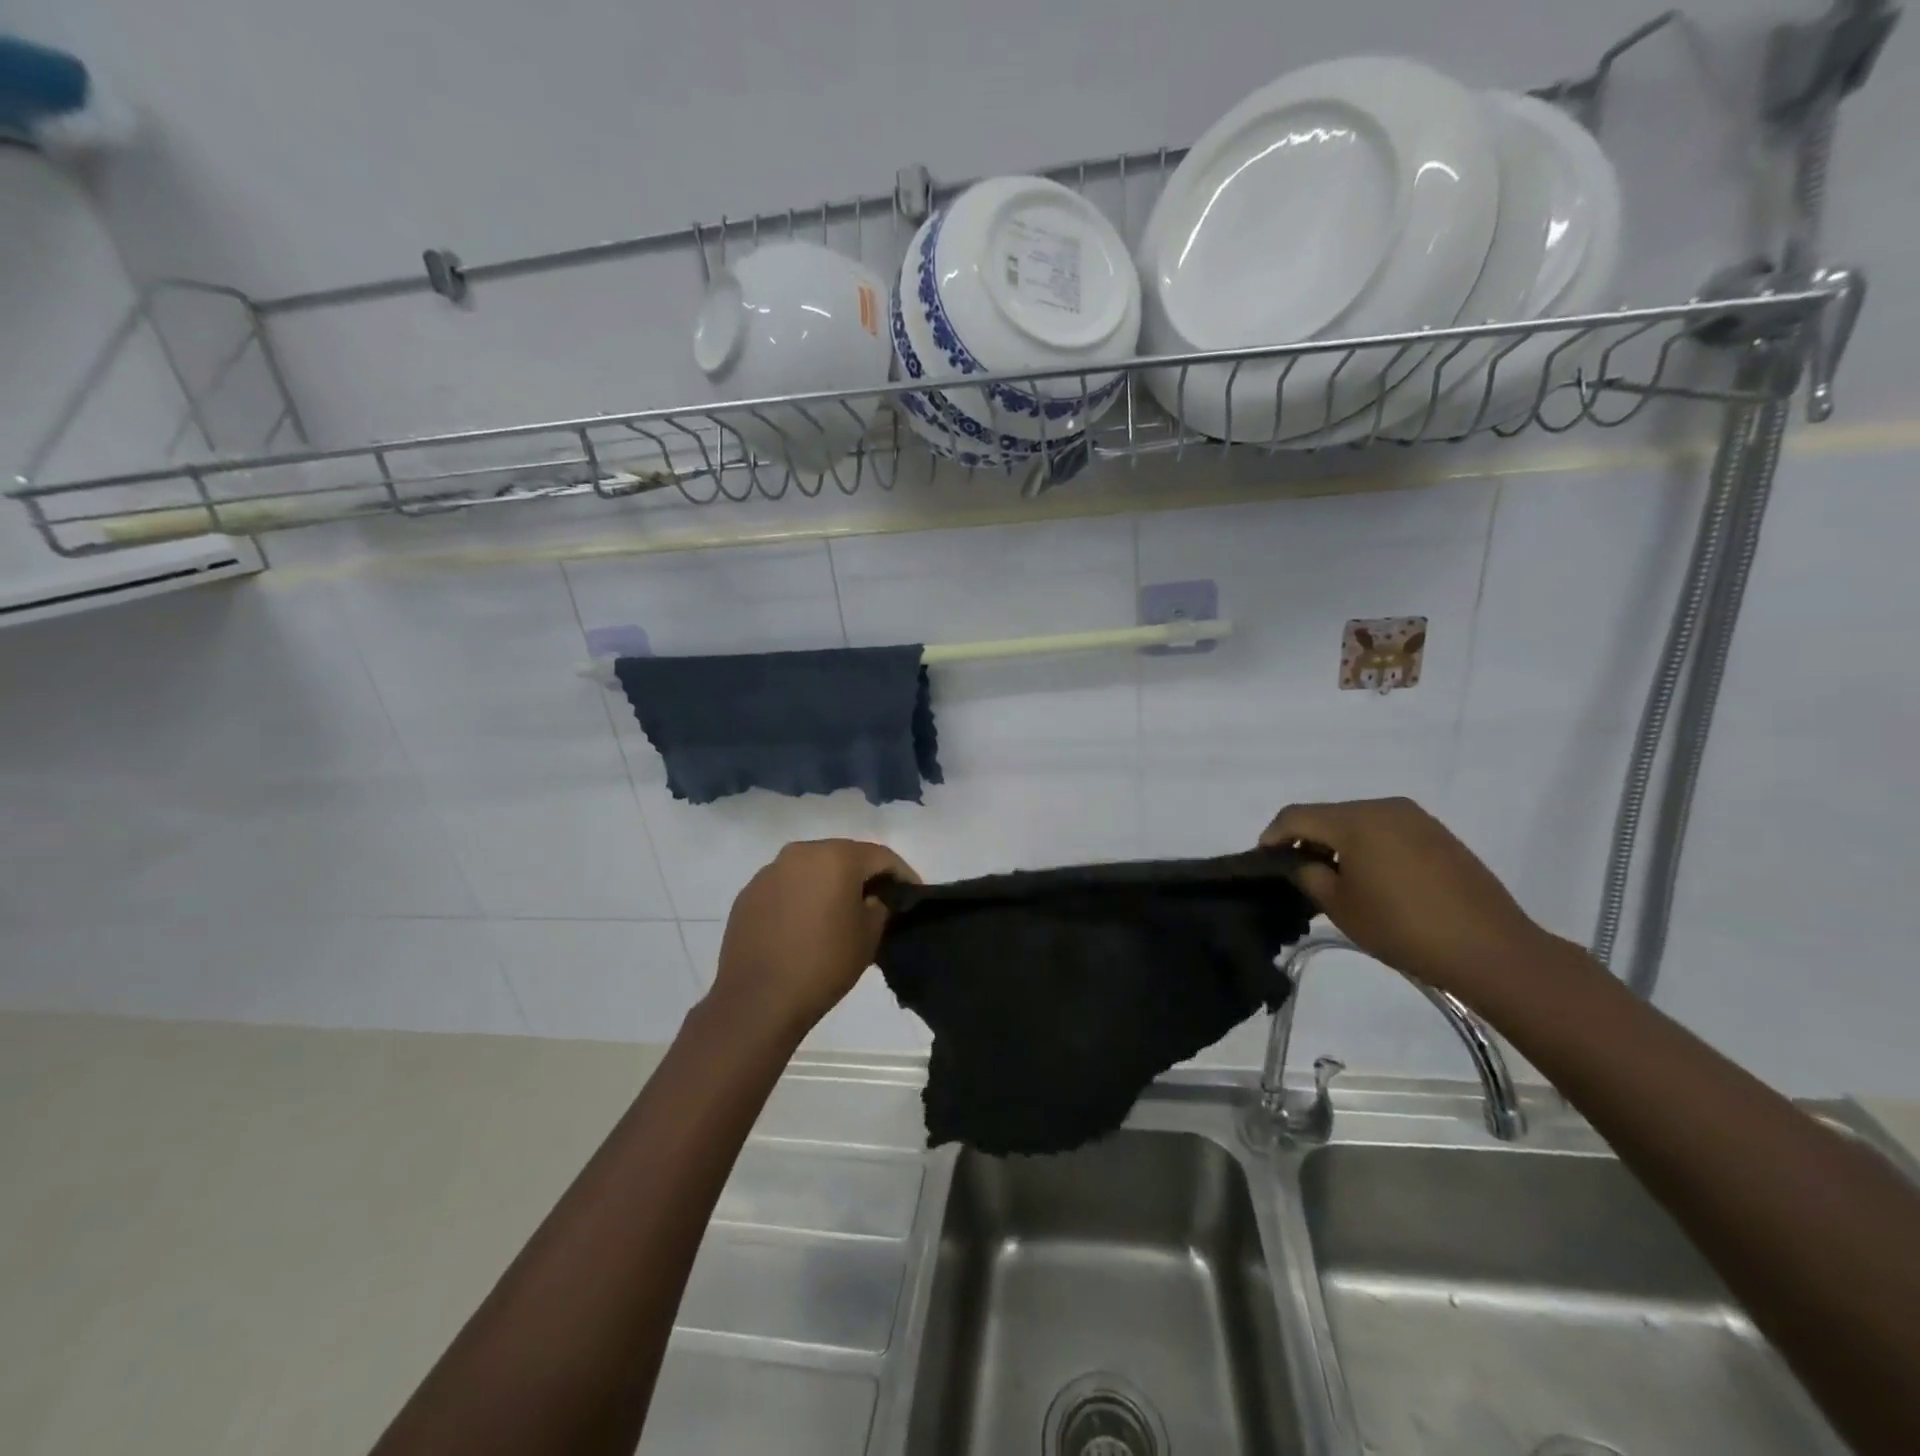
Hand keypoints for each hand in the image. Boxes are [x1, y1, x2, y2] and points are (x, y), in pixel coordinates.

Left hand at [710, 839, 918, 1041]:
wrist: (758, 1000)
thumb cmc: (824, 964)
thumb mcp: (869, 936)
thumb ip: (880, 905)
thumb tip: (875, 897)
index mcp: (836, 857)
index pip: (881, 856)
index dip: (902, 874)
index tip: (912, 894)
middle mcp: (800, 852)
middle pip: (843, 855)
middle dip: (863, 874)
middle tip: (878, 899)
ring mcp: (770, 871)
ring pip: (812, 868)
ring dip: (830, 883)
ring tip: (840, 911)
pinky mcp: (749, 893)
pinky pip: (787, 886)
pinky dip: (802, 896)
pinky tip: (806, 923)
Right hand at [1261, 798, 1559, 1003]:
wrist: (1492, 950)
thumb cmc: (1403, 928)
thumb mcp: (1340, 906)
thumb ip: (1308, 875)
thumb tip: (1300, 862)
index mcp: (1355, 820)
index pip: (1296, 815)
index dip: (1273, 836)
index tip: (1263, 861)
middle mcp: (1384, 807)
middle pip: (1328, 814)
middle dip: (1306, 839)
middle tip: (1297, 872)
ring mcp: (1416, 818)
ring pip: (1358, 821)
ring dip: (1338, 842)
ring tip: (1335, 877)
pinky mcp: (1439, 834)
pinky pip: (1387, 830)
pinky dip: (1368, 846)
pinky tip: (1373, 878)